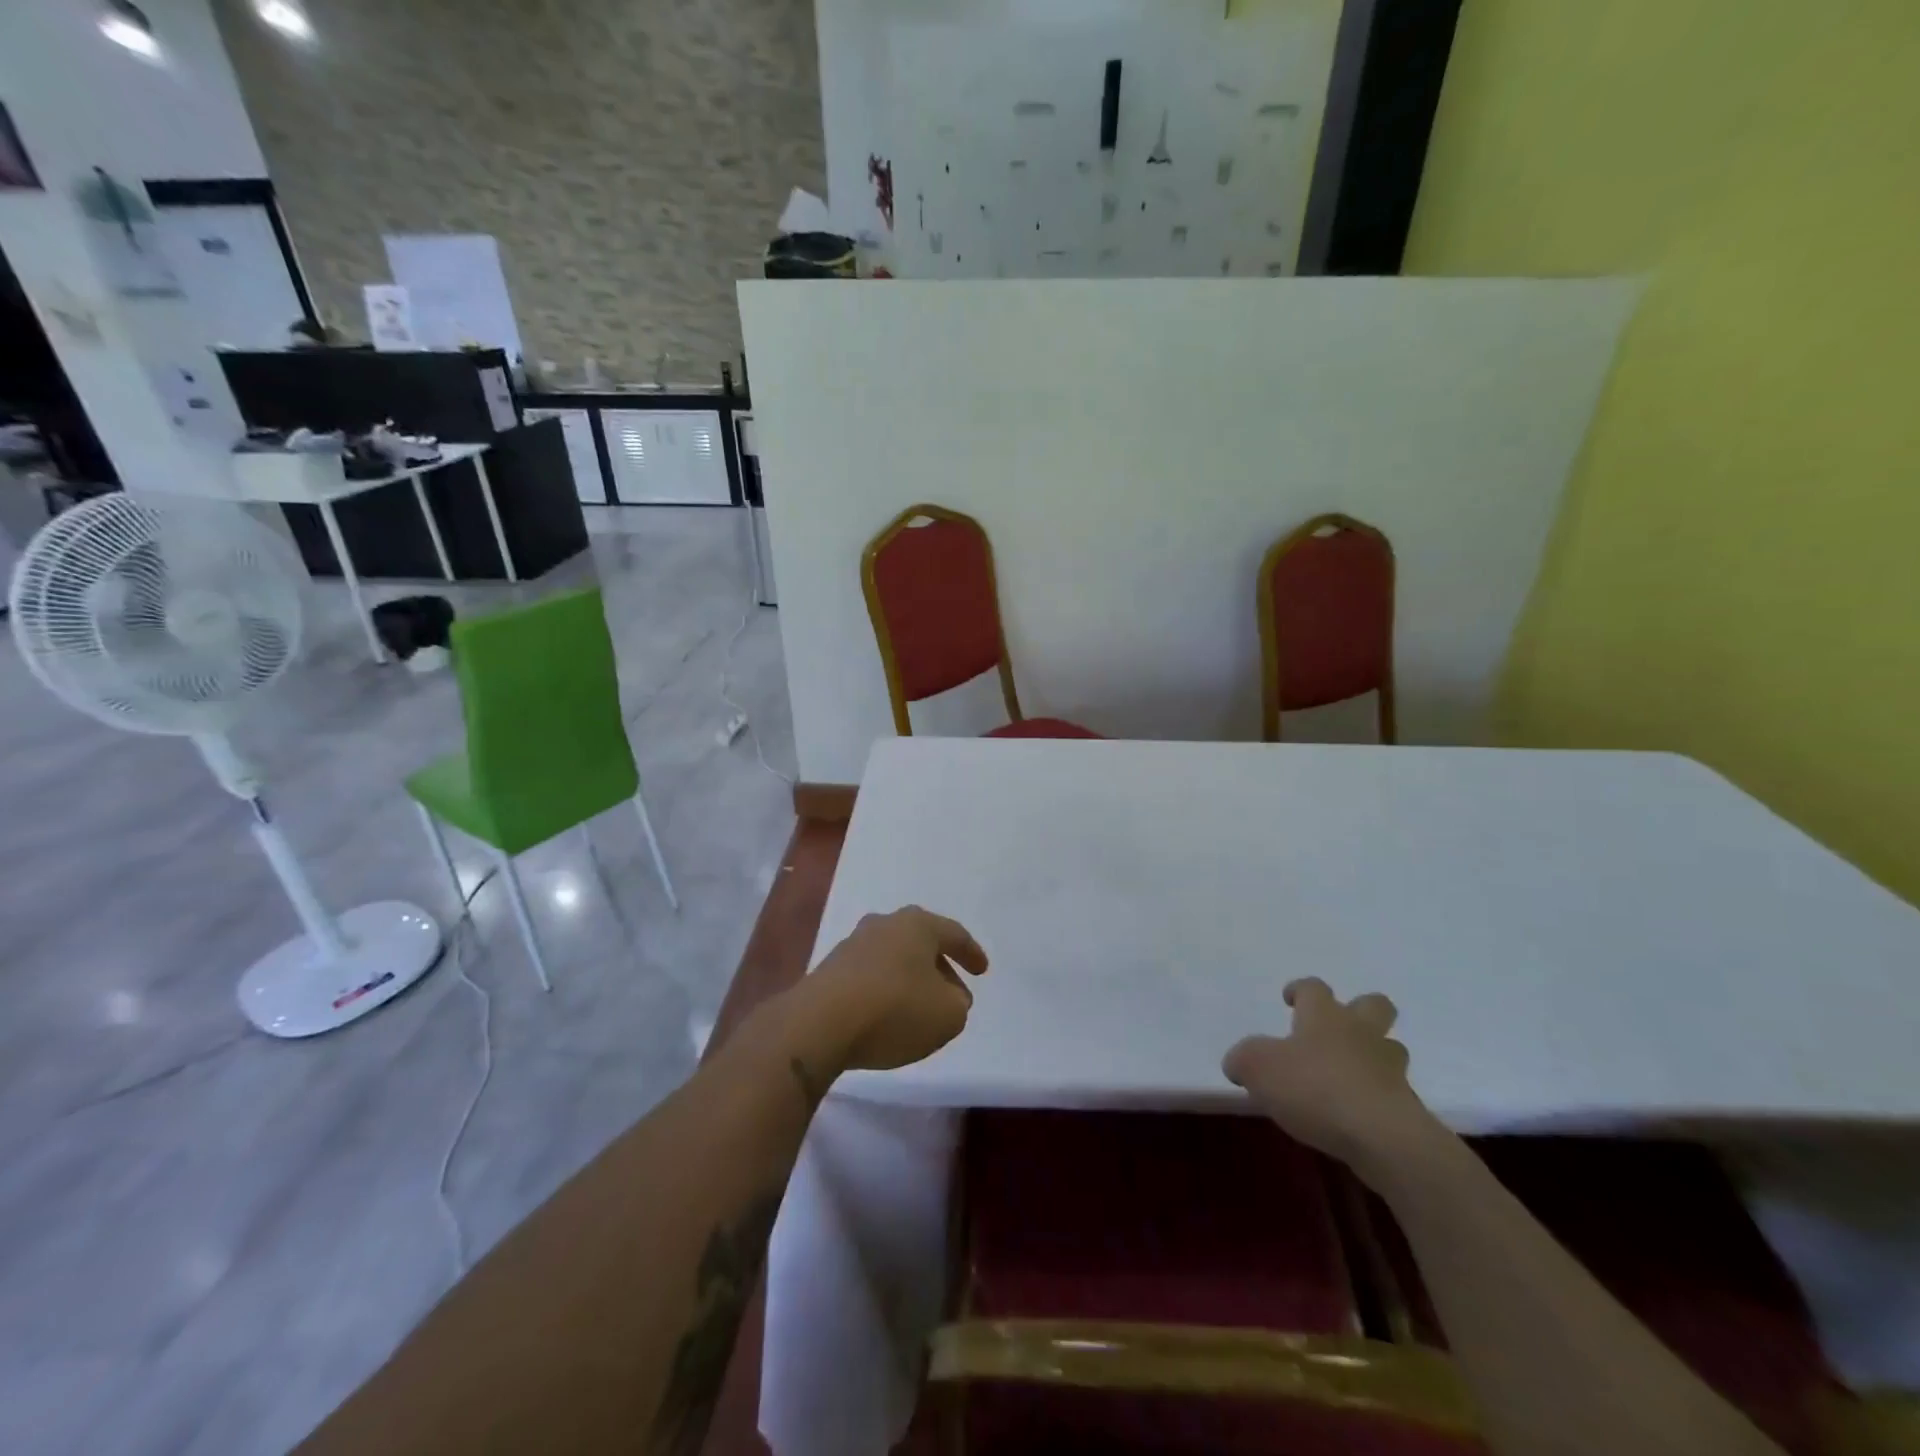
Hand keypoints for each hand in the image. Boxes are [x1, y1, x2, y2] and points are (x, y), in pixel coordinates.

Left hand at [786, 906, 988, 1081]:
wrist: (820, 1023)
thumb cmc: (895, 1009)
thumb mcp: (947, 1015)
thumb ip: (957, 1004)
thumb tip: (948, 997)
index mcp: (917, 924)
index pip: (953, 933)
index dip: (971, 953)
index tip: (982, 971)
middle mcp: (884, 924)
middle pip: (920, 941)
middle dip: (939, 965)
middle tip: (953, 990)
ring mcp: (853, 944)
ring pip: (893, 957)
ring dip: (910, 978)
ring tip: (920, 1007)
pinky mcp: (830, 970)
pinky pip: (870, 976)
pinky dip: (885, 990)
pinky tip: (887, 1014)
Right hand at [1223, 978, 1437, 1175]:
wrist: (1381, 1137)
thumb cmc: (1313, 1087)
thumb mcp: (1257, 1068)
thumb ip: (1243, 1060)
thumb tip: (1238, 1063)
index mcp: (1324, 1016)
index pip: (1313, 988)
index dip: (1300, 990)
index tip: (1290, 999)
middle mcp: (1360, 1033)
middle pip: (1374, 1005)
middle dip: (1359, 1010)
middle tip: (1337, 1028)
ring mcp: (1389, 1069)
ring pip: (1389, 1049)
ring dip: (1373, 1056)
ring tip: (1349, 1075)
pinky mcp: (1407, 1107)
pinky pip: (1392, 1092)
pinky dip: (1376, 1097)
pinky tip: (1355, 1115)